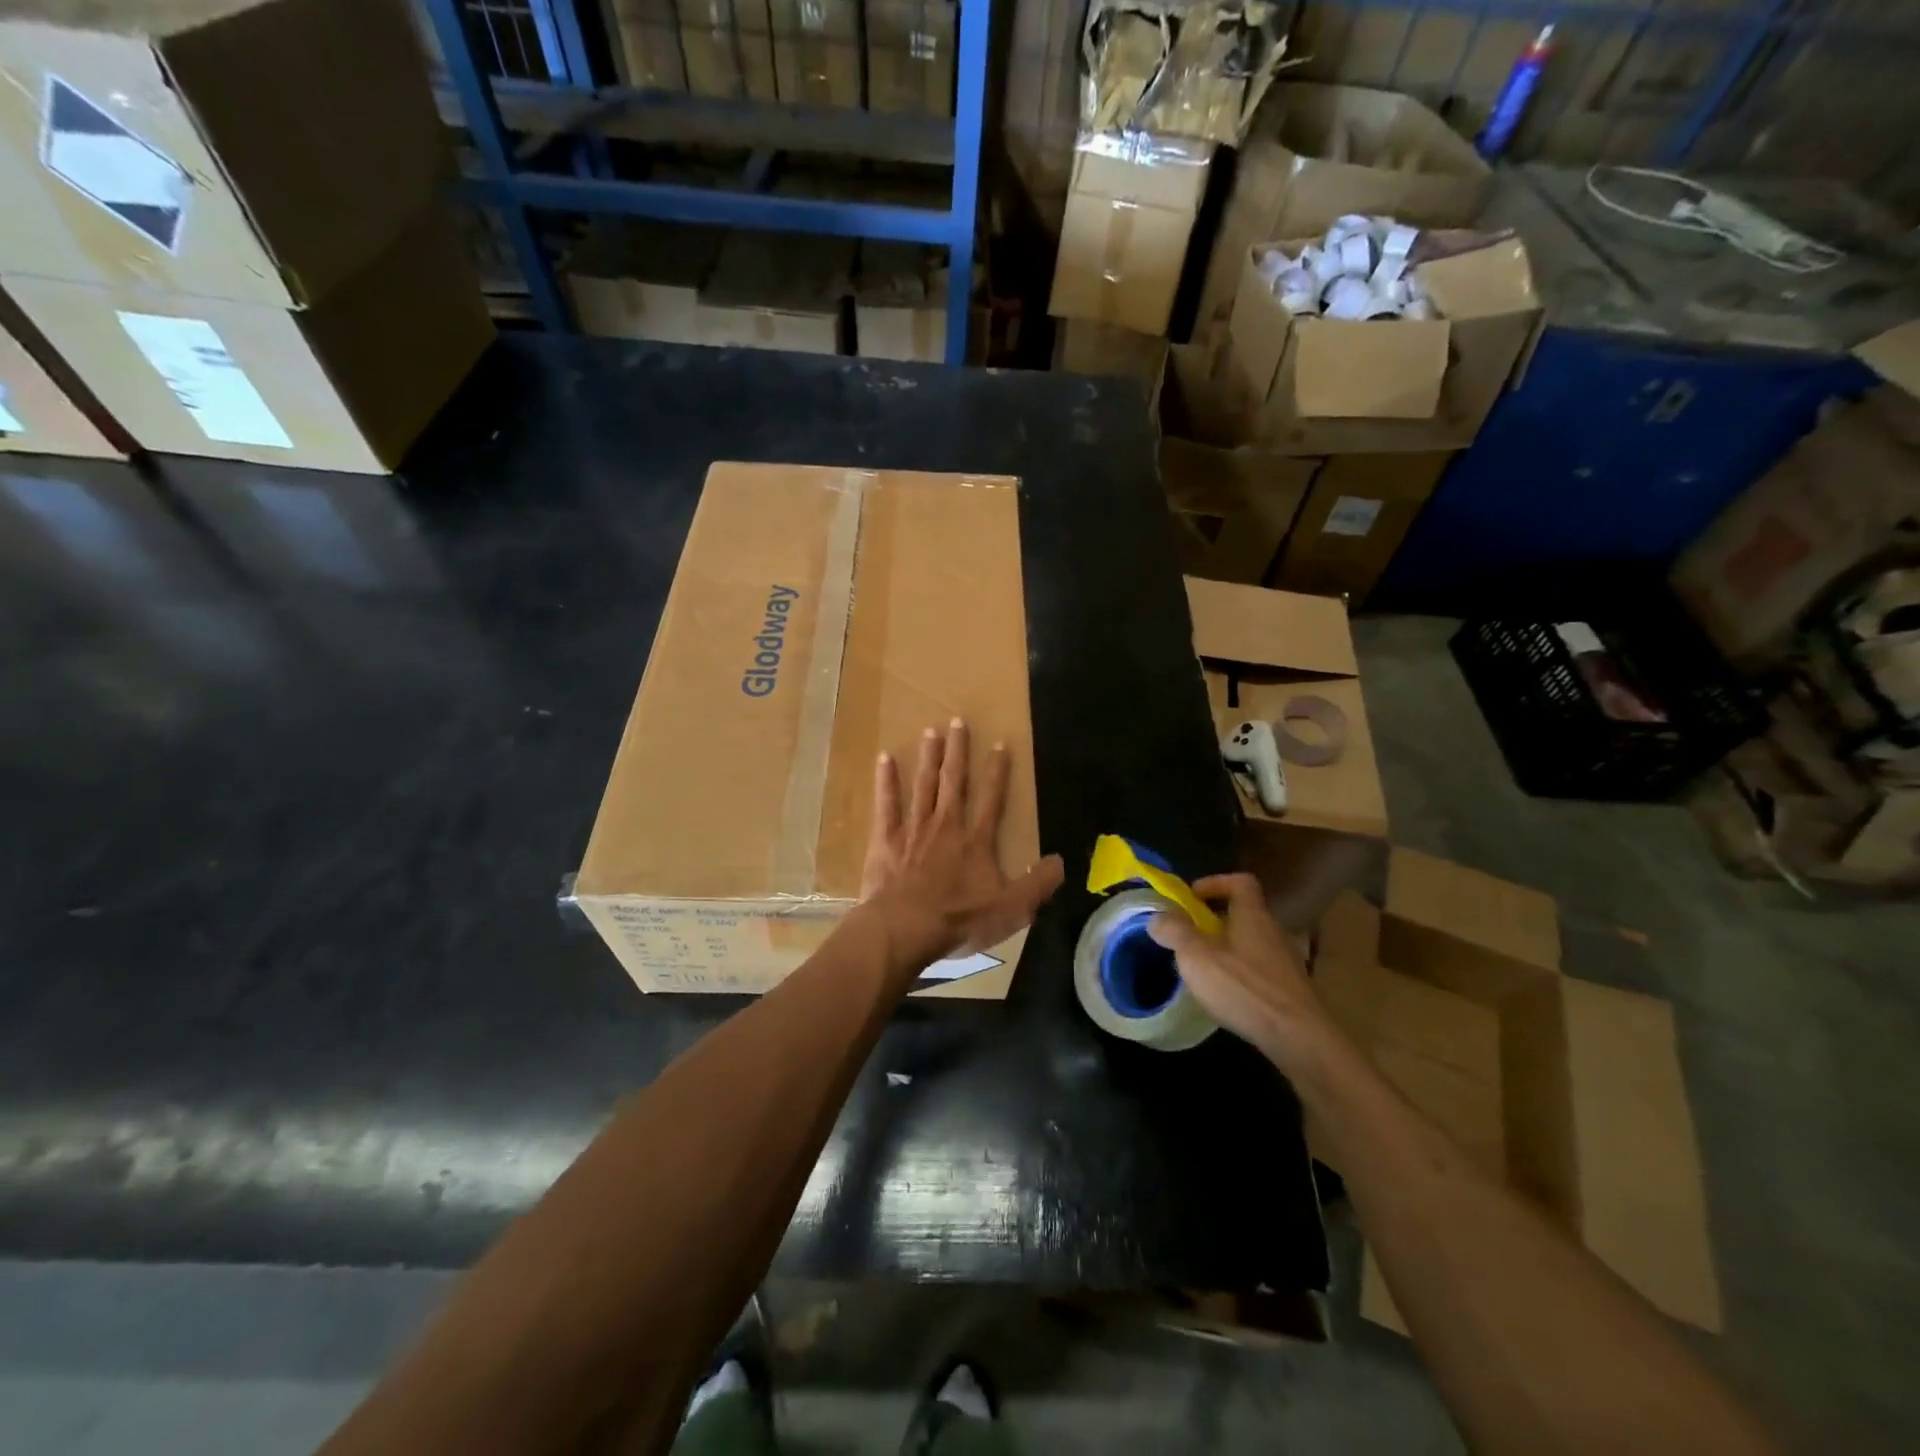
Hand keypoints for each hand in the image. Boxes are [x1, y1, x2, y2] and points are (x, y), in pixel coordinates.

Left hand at [859, 718, 1063, 964]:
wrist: (905, 928)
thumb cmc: (958, 919)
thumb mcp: (1011, 910)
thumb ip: (1038, 884)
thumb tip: (1061, 862)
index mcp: (976, 841)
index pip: (992, 799)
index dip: (998, 771)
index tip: (1000, 744)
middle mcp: (946, 825)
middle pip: (954, 781)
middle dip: (958, 751)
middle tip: (957, 720)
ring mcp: (914, 829)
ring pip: (923, 785)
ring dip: (928, 757)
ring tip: (931, 731)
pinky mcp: (885, 839)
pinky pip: (886, 804)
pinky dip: (885, 781)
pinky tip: (884, 759)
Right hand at [1147, 874, 1334, 1075]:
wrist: (1298, 1037)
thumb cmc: (1244, 987)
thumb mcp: (1196, 956)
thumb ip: (1175, 932)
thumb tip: (1158, 916)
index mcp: (1252, 915)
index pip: (1240, 882)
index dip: (1215, 883)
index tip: (1192, 897)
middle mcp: (1273, 932)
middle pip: (1245, 914)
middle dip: (1216, 920)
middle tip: (1189, 936)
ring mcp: (1286, 962)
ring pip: (1252, 943)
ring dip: (1227, 949)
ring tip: (1203, 968)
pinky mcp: (1290, 990)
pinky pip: (1261, 970)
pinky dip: (1241, 974)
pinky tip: (1226, 995)